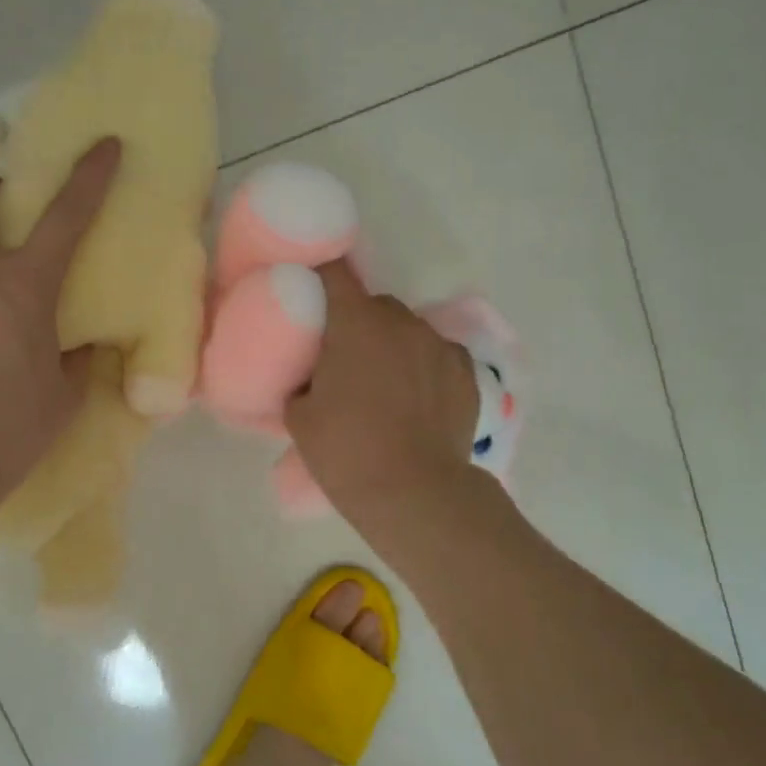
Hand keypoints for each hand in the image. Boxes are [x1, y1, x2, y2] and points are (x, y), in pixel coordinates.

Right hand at [285, 261, 479, 516]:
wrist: (414, 493)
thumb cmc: (346, 450)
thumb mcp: (299, 417)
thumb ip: (300, 382)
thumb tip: (309, 378)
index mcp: (356, 323)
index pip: (334, 273)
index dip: (319, 277)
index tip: (310, 294)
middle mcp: (401, 322)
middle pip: (374, 305)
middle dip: (358, 323)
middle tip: (344, 359)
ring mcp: (439, 345)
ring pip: (408, 330)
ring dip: (393, 344)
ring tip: (385, 385)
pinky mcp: (466, 372)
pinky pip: (437, 355)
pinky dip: (424, 367)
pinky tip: (417, 399)